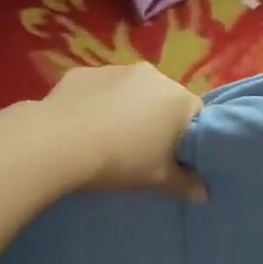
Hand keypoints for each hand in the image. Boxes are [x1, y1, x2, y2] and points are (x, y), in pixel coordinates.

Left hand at [40, 63, 206, 200]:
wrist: (59, 142)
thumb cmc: (121, 160)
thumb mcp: (157, 178)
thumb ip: (184, 184)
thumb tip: (203, 194)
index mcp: (178, 98)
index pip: (196, 114)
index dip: (187, 136)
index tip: (174, 156)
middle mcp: (153, 75)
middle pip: (163, 98)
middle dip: (156, 119)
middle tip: (141, 149)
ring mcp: (116, 69)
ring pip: (130, 90)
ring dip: (126, 108)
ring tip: (108, 137)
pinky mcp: (84, 72)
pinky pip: (99, 89)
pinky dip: (96, 102)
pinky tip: (83, 125)